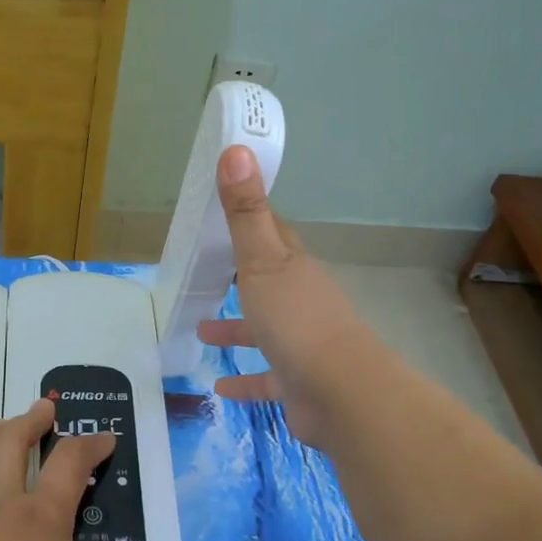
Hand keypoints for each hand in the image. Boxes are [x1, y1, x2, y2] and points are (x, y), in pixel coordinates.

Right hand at [196, 145, 380, 448]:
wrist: (341, 393)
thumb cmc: (297, 319)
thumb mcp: (263, 261)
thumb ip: (245, 212)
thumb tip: (236, 147)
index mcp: (293, 269)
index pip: (273, 236)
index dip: (250, 224)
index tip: (223, 217)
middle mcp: (300, 302)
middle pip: (267, 283)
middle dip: (238, 279)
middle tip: (206, 275)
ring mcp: (301, 344)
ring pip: (264, 331)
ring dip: (235, 330)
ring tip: (200, 330)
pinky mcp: (297, 383)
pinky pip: (266, 379)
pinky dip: (244, 382)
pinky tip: (219, 387)